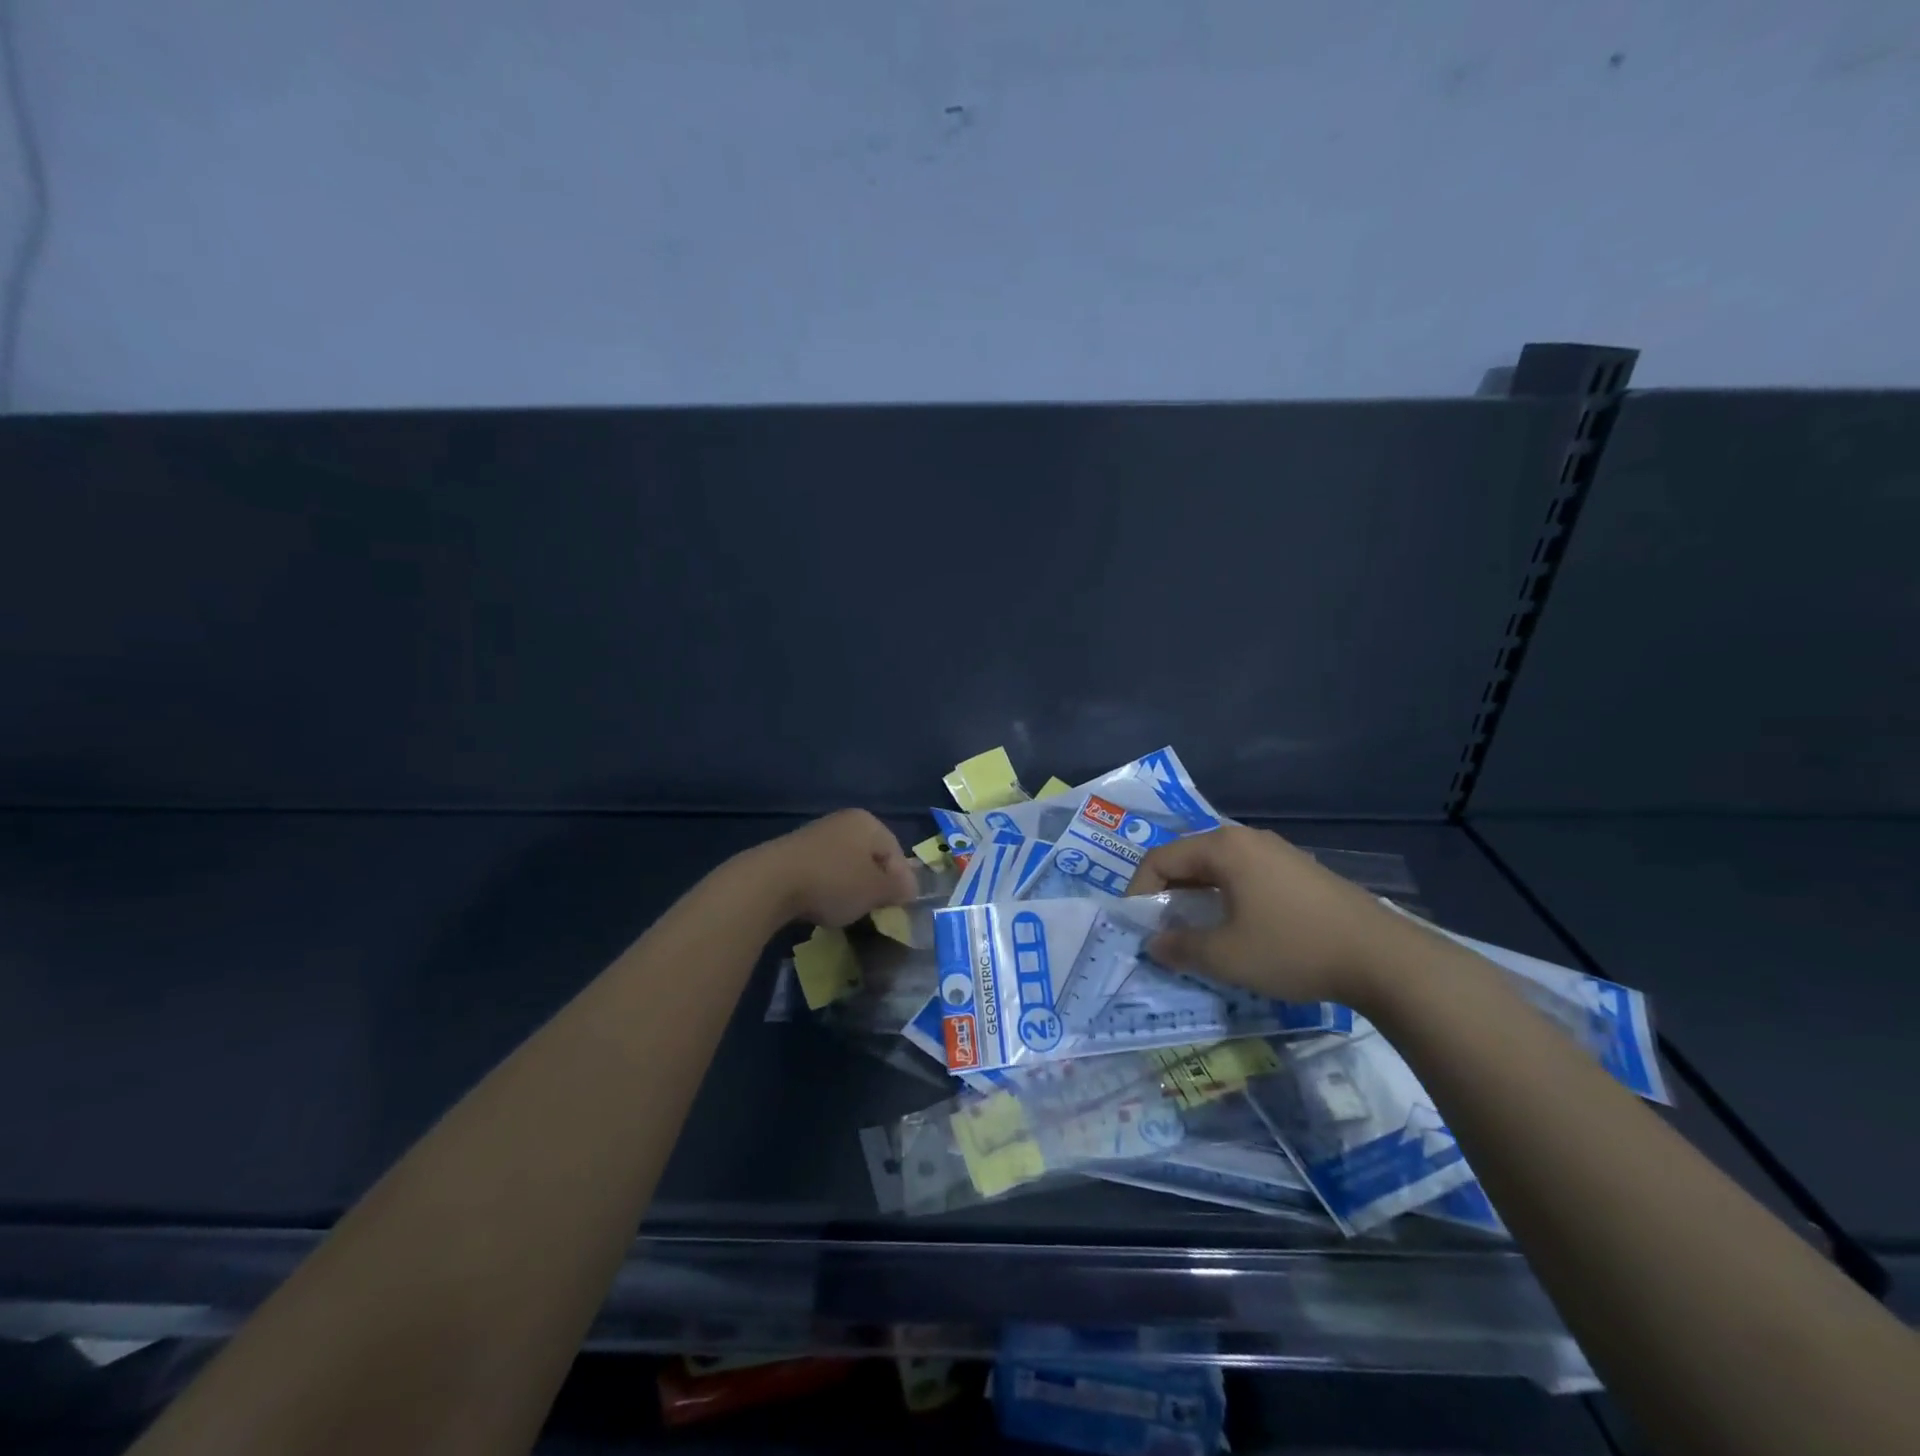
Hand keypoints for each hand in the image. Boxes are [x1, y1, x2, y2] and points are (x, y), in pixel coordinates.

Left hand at [749, 809, 919, 927]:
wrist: (769, 883)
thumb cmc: (833, 882)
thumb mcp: (875, 890)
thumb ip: (898, 888)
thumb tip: (910, 888)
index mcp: (867, 822)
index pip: (896, 852)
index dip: (901, 882)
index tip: (898, 908)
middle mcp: (842, 821)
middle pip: (870, 857)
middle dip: (874, 884)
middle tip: (875, 910)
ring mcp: (815, 835)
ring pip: (845, 865)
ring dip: (849, 887)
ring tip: (846, 911)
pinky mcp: (793, 852)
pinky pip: (821, 871)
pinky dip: (826, 887)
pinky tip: (820, 906)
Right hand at [1129, 826, 1408, 1004]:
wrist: (1383, 959)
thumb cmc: (1292, 949)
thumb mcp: (1226, 956)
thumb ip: (1181, 947)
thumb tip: (1154, 943)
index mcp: (1223, 847)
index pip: (1160, 859)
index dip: (1138, 891)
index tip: (1136, 926)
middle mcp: (1247, 839)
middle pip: (1188, 858)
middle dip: (1167, 892)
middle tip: (1160, 927)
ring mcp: (1277, 852)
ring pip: (1218, 867)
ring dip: (1196, 895)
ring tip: (1194, 929)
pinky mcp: (1300, 871)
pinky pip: (1245, 875)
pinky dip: (1225, 896)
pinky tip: (1236, 926)